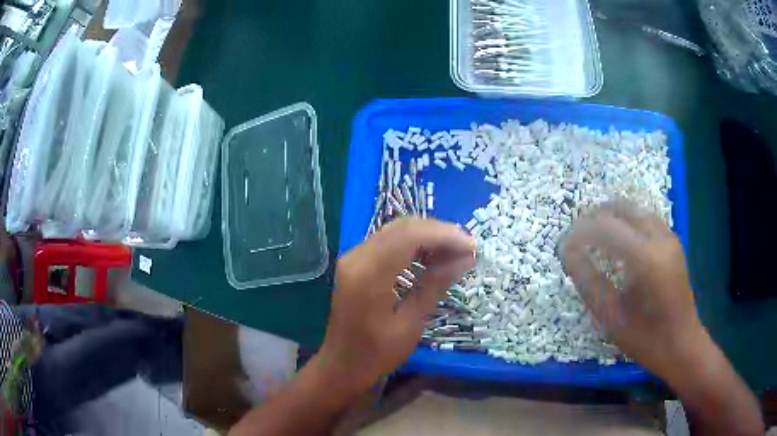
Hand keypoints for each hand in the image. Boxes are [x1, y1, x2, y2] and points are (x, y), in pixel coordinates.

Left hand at [315, 218, 476, 394]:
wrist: (341, 364)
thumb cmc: (376, 354)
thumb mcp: (411, 324)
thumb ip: (435, 285)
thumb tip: (466, 258)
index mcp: (368, 274)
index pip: (409, 236)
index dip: (444, 235)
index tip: (472, 246)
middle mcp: (357, 257)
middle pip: (403, 227)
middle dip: (439, 233)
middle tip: (468, 248)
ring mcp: (353, 257)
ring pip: (396, 231)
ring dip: (428, 237)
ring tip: (456, 253)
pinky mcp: (356, 262)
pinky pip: (388, 241)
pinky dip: (413, 244)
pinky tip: (433, 257)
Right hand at [560, 201, 703, 377]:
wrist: (682, 344)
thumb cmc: (646, 339)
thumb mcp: (613, 317)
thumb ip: (589, 282)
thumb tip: (567, 254)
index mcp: (647, 259)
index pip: (606, 228)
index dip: (580, 233)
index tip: (562, 247)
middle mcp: (660, 238)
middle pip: (621, 208)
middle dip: (594, 217)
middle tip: (576, 238)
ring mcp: (669, 237)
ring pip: (634, 209)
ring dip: (610, 216)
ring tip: (593, 236)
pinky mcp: (673, 242)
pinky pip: (645, 218)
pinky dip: (626, 221)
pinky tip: (617, 241)